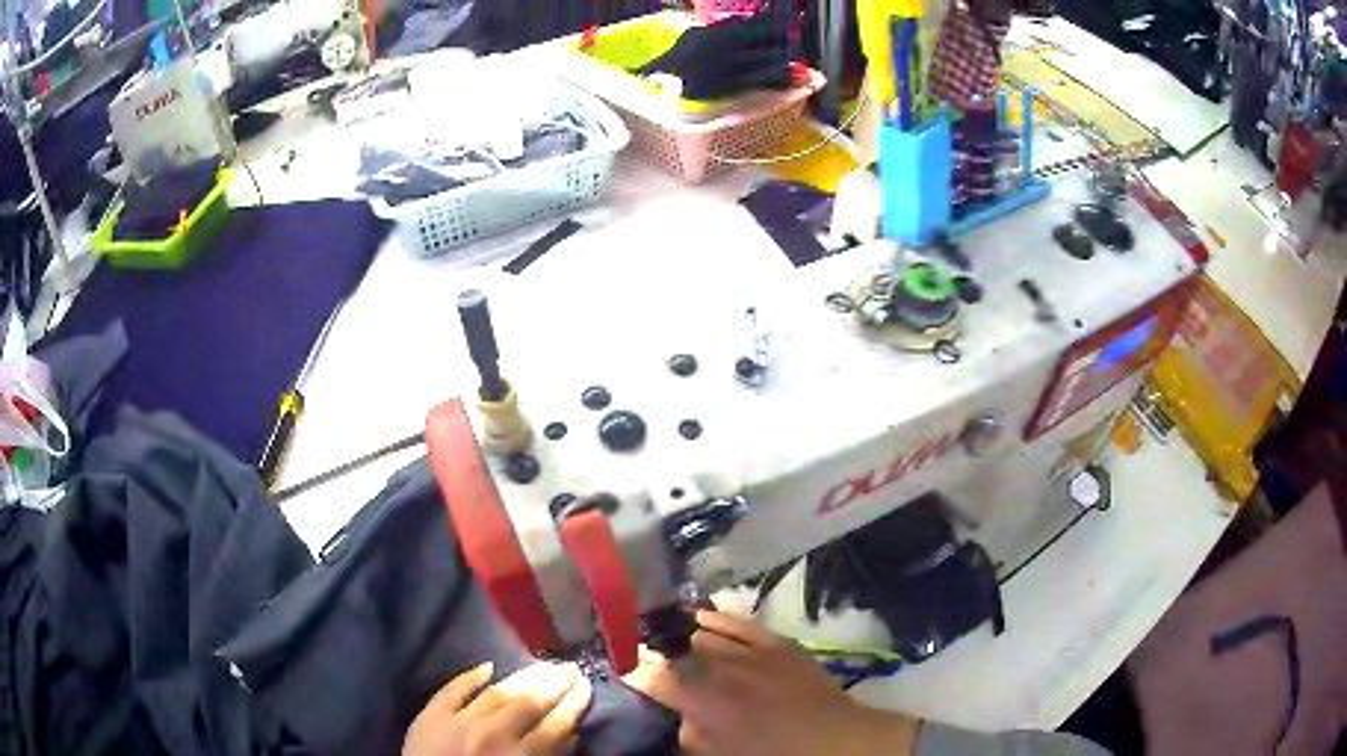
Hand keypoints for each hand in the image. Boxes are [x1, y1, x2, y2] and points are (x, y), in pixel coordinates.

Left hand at [403, 662, 592, 755]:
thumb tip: (570, 736)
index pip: (555, 725)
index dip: (573, 705)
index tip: (587, 686)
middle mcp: (492, 734)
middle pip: (529, 703)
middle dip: (554, 684)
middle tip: (570, 667)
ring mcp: (459, 721)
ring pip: (496, 693)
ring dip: (522, 678)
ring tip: (541, 665)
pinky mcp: (431, 716)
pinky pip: (452, 690)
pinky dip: (470, 677)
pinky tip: (488, 667)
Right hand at [627, 610, 917, 755]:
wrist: (837, 741)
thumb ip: (694, 736)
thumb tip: (683, 717)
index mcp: (709, 703)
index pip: (659, 677)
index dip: (637, 671)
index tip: (625, 668)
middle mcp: (726, 670)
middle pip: (679, 652)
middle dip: (659, 652)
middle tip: (646, 655)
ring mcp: (753, 652)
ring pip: (706, 634)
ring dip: (683, 637)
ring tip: (666, 635)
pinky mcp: (778, 644)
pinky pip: (740, 623)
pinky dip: (718, 618)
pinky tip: (701, 614)